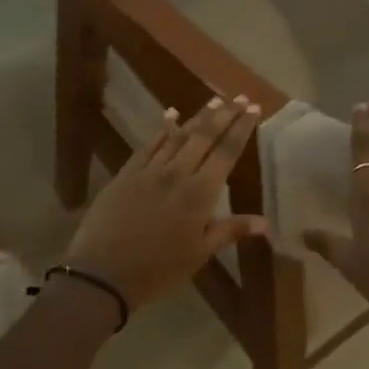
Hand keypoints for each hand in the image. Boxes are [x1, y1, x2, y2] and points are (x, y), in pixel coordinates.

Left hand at [64, 95, 267, 311]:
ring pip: (177, 136)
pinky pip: (147, 145)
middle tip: (238, 96)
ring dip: (197, 117)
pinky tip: (170, 115)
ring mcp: (148, 171)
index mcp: (199, 194)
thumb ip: (229, 231)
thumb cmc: (158, 270)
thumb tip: (265, 222)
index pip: (226, 153)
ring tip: (213, 101)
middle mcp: (176, 173)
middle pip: (204, 137)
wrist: (103, 272)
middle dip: (224, 115)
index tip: (253, 109)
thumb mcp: (198, 254)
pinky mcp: (126, 174)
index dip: (241, 129)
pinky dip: (161, 128)